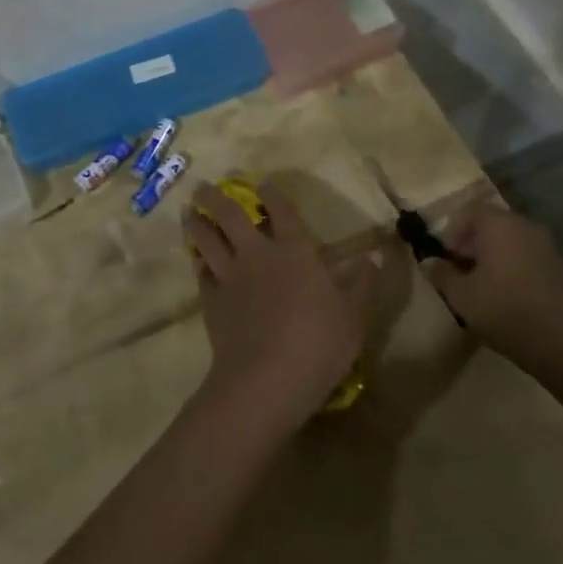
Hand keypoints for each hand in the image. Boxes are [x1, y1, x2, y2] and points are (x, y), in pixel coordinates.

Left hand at [183, 183, 374, 431]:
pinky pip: (201, 274)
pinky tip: (197, 260)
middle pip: (231, 216)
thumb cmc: (318, 344)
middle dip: (216, 198)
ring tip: (189, 213)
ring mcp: (230, 278)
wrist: (266, 380)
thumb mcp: (355, 316)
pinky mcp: (212, 302)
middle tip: (203, 187)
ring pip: (207, 240)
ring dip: (198, 224)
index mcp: (295, 252)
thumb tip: (373, 256)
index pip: (282, 212)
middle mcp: (257, 255)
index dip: (272, 194)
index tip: (263, 184)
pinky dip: (198, 263)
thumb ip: (363, 284)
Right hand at [426, 204, 562, 389]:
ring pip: (514, 244)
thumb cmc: (508, 312)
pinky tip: (515, 303)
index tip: (446, 258)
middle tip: (463, 275)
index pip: (470, 211)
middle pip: (493, 226)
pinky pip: (533, 262)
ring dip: (497, 260)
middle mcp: (527, 228)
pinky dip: (519, 273)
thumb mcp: (462, 297)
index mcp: (500, 225)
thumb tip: (428, 261)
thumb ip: (442, 275)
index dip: (453, 231)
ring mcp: (551, 249)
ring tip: (487, 292)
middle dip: (474, 246)